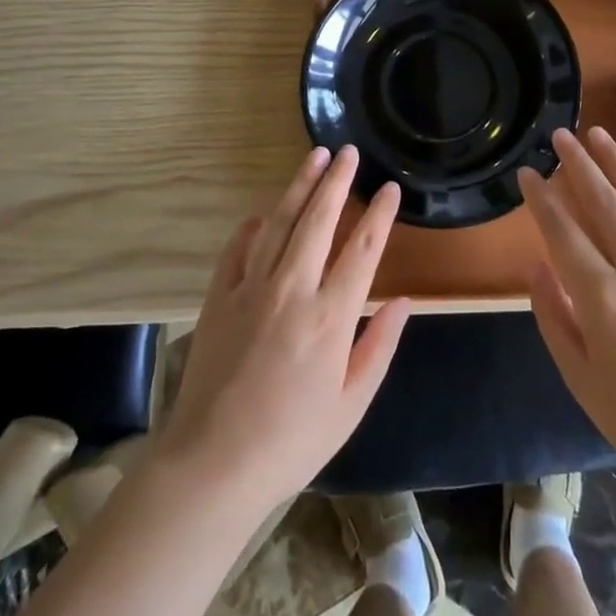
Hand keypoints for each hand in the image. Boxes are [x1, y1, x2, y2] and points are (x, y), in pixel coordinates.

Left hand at [156, 146, 410, 514]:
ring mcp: (251, 288)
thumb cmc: (292, 441)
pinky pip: (238, 248)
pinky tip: (263, 212)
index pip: (363, 249)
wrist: (213, 463)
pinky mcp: (219, 296)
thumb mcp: (350, 405)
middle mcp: (293, 289)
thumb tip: (402, 301)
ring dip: (299, 186)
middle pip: (319, 220)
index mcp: (331, 317)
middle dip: (337, 181)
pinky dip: (253, 226)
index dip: (379, 214)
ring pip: (280, 222)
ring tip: (314, 157)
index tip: (389, 188)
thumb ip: (379, 347)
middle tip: (348, 152)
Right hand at [518, 127, 615, 480]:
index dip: (541, 199)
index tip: (528, 173)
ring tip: (598, 133)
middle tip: (560, 134)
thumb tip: (536, 266)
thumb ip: (553, 316)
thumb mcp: (578, 377)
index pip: (562, 233)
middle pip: (604, 205)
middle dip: (577, 166)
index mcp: (603, 299)